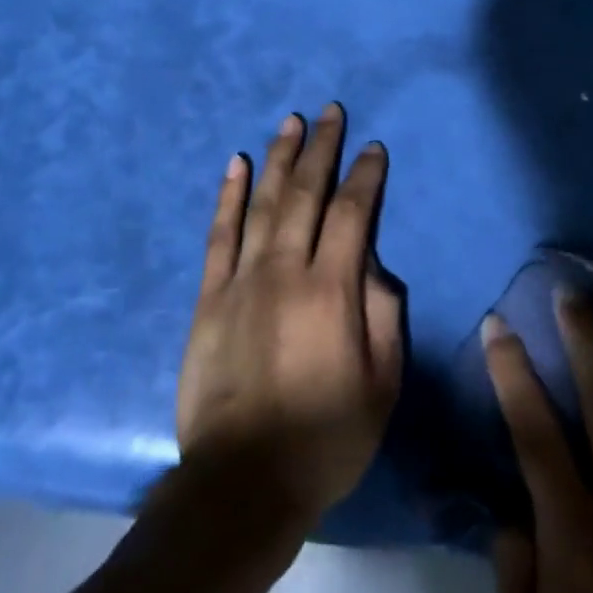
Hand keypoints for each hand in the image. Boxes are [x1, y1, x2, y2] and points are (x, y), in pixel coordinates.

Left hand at [175, 104, 403, 527]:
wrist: (241, 482)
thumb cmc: (324, 438)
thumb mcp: (381, 386)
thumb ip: (383, 315)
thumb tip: (375, 263)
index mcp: (332, 290)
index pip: (353, 213)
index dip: (364, 176)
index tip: (372, 147)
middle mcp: (285, 269)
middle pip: (307, 193)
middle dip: (322, 148)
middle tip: (330, 111)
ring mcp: (242, 278)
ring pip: (264, 202)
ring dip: (279, 158)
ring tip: (291, 122)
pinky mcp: (209, 296)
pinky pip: (219, 233)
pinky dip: (229, 195)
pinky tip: (237, 164)